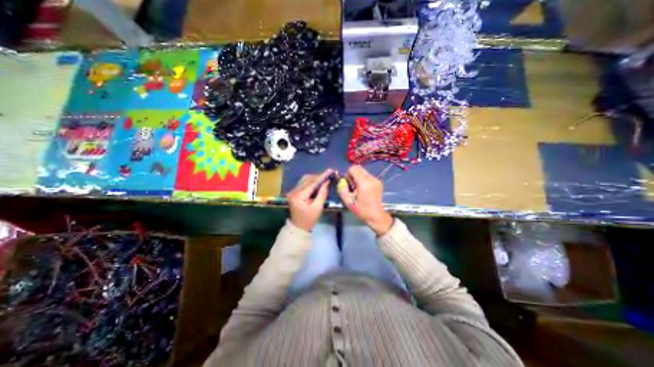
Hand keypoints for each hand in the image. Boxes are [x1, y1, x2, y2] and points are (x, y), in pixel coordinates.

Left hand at [286, 168, 332, 229]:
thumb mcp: (318, 208)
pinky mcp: (294, 192)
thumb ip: (322, 194)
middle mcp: (294, 191)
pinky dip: (311, 181)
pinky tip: (318, 182)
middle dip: (319, 176)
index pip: (311, 183)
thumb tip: (326, 182)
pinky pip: (303, 183)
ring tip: (325, 177)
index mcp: (299, 196)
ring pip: (305, 180)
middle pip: (307, 179)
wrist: (298, 227)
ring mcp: (293, 191)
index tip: (330, 170)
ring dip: (315, 178)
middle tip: (329, 173)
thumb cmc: (309, 219)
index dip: (321, 176)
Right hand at [339, 163, 389, 234]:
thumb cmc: (362, 210)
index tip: (348, 183)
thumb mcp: (348, 202)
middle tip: (352, 185)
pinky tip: (363, 189)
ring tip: (357, 188)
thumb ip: (342, 189)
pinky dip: (363, 179)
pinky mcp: (379, 182)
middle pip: (359, 168)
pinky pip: (368, 176)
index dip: (348, 174)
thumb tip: (341, 180)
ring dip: (358, 176)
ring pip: (363, 171)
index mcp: (364, 183)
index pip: (353, 168)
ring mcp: (376, 180)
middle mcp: (371, 179)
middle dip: (353, 174)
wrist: (376, 216)